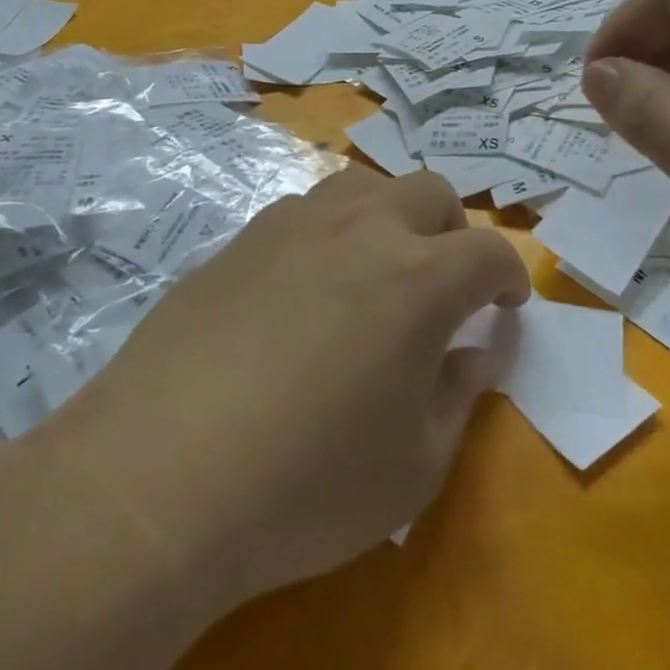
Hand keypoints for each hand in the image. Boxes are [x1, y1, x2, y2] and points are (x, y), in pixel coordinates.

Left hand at [54, 167, 529, 603]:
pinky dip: (329, 232)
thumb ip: (458, 397)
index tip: (504, 307)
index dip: (508, 278)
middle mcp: (361, 228)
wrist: (160, 475)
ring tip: (375, 273)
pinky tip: (305, 287)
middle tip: (444, 284)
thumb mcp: (413, 468)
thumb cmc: (306, 485)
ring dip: (388, 217)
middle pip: (429, 192)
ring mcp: (294, 223)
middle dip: (452, 231)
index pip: (488, 251)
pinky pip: (304, 211)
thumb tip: (475, 353)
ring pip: (363, 185)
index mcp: (418, 278)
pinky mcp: (241, 237)